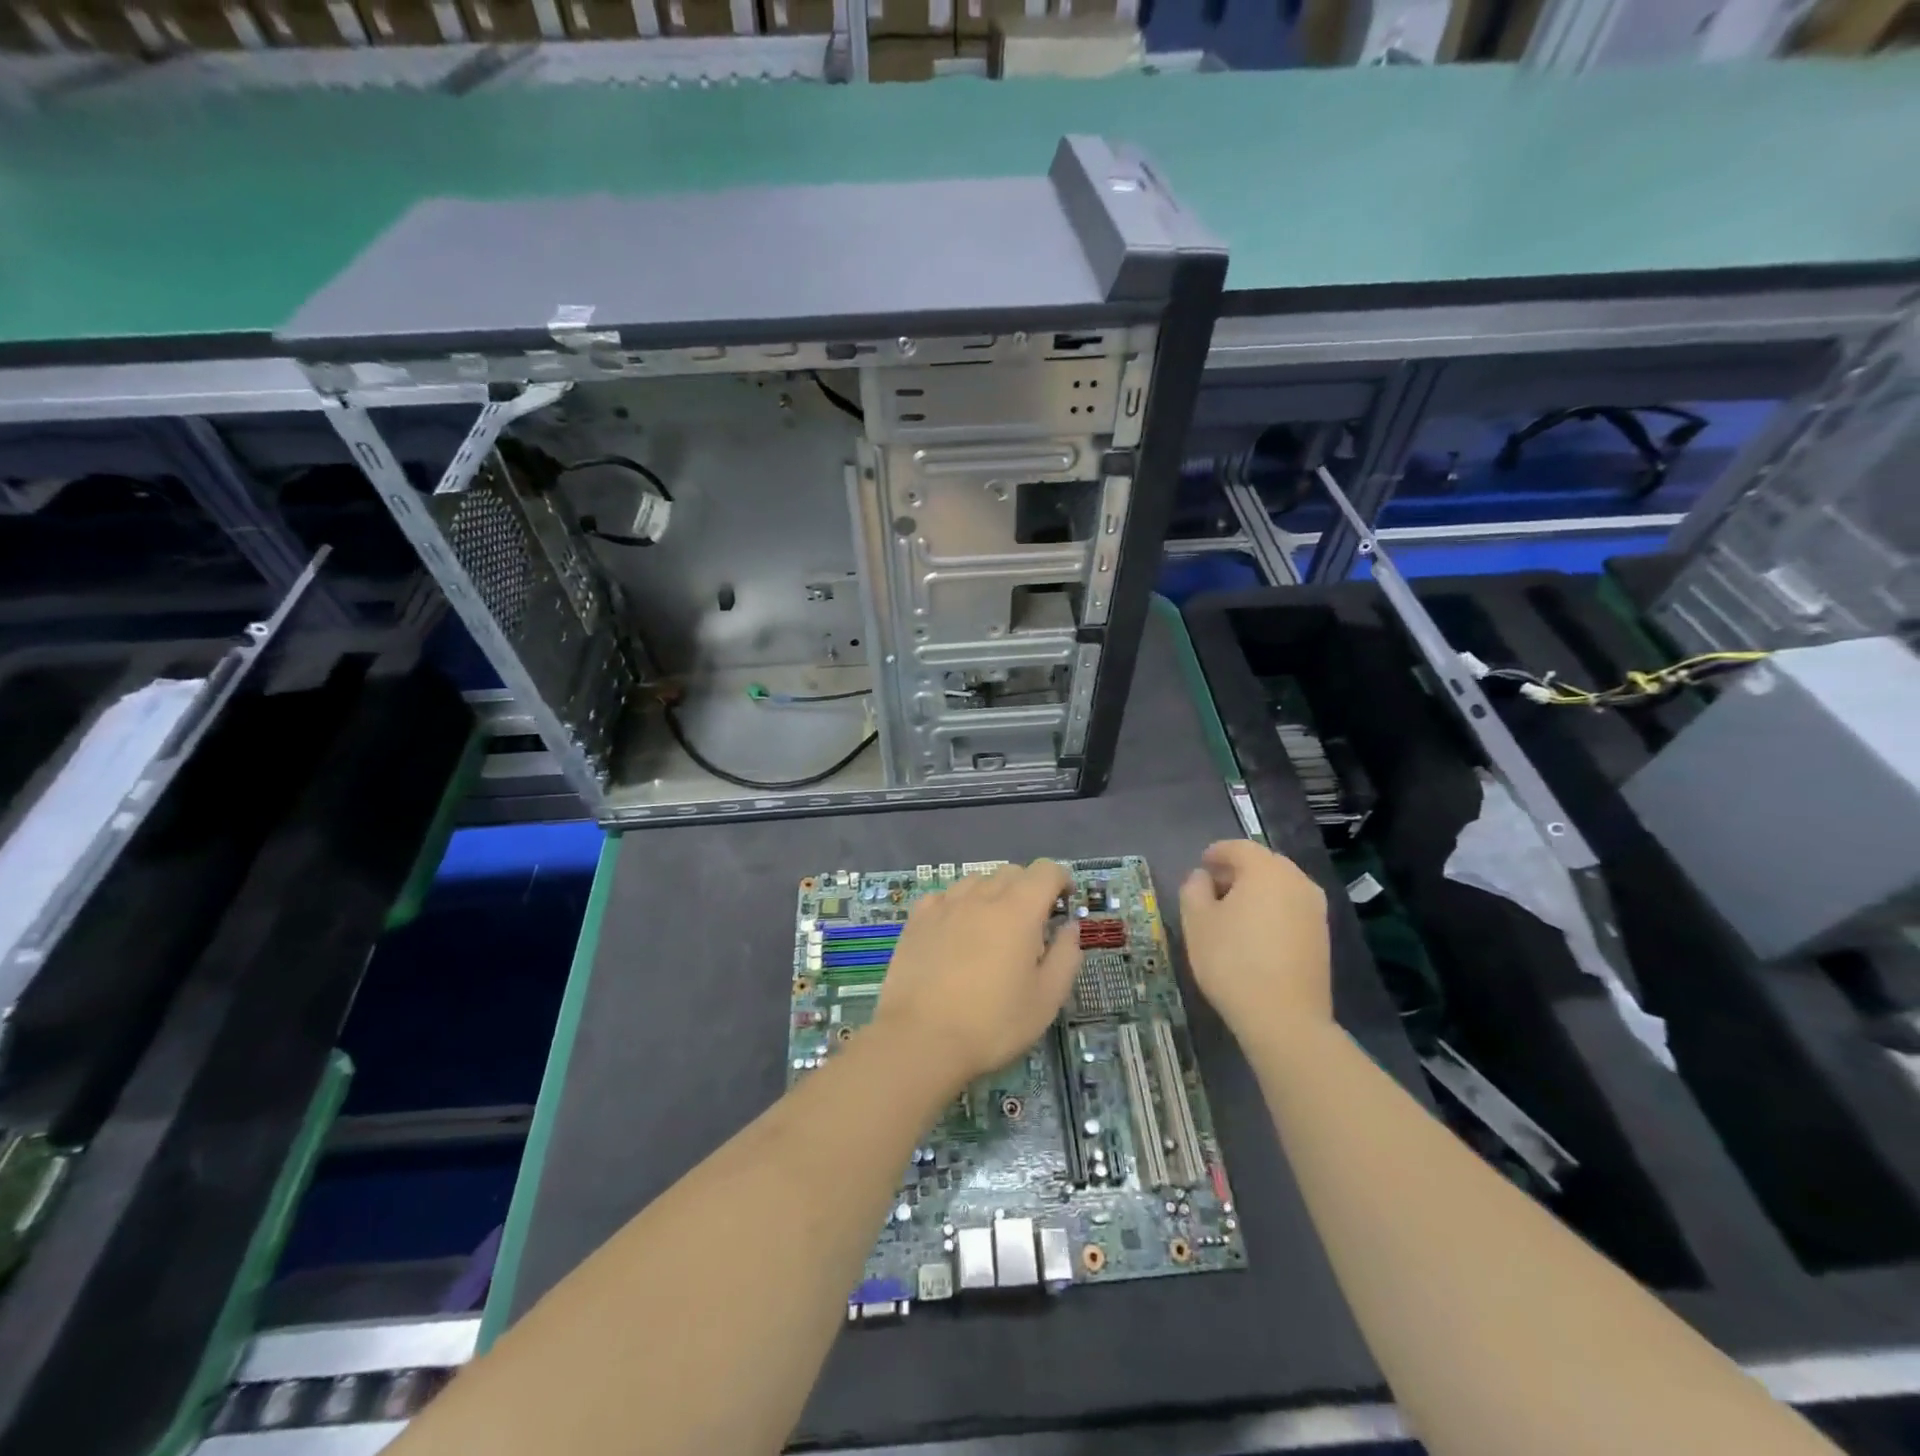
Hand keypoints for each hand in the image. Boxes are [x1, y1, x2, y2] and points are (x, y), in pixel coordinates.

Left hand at [872, 860, 1080, 1093]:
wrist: (920, 1039)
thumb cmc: (992, 1024)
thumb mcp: (1046, 999)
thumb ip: (1066, 956)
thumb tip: (1070, 927)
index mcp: (1018, 911)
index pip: (1046, 870)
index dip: (1061, 880)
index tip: (1065, 902)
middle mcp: (981, 897)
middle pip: (1012, 872)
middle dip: (1029, 888)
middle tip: (1032, 925)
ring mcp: (945, 905)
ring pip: (977, 880)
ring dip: (993, 894)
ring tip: (992, 929)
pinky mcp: (917, 919)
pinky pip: (945, 896)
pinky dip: (959, 905)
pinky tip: (956, 931)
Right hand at [1179, 840, 1330, 1037]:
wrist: (1284, 1018)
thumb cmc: (1232, 961)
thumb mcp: (1196, 922)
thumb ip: (1194, 889)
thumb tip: (1203, 877)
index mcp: (1266, 870)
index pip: (1238, 848)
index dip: (1216, 852)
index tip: (1200, 865)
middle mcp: (1297, 881)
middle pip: (1264, 864)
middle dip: (1237, 871)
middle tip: (1213, 888)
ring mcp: (1315, 909)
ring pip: (1281, 886)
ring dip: (1256, 891)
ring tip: (1232, 913)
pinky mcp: (1323, 936)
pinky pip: (1292, 909)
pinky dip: (1272, 910)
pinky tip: (1255, 934)